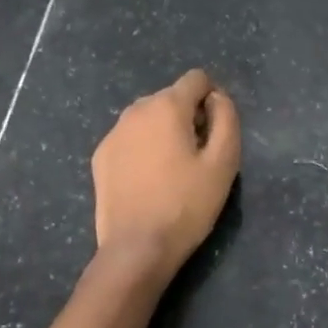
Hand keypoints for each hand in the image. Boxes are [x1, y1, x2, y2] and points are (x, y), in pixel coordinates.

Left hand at [91, 69, 241, 277]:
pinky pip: (131, 138)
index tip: (216, 132)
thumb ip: (227, 118)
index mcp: (167, 106)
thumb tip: (217, 98)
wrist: (136, 249)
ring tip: (173, 170)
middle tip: (197, 157)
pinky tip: (149, 180)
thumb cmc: (187, 204)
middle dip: (188, 116)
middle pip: (172, 98)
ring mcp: (113, 133)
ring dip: (165, 131)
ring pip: (149, 118)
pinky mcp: (101, 156)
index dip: (213, 99)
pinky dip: (143, 148)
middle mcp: (136, 110)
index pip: (197, 79)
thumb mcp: (224, 162)